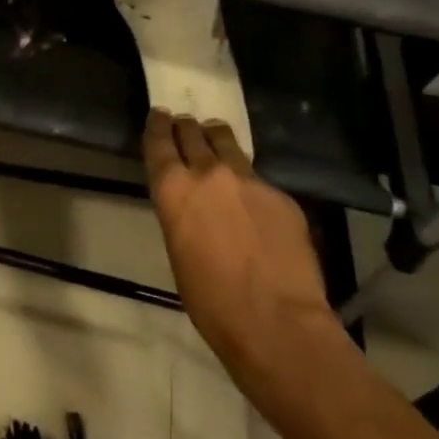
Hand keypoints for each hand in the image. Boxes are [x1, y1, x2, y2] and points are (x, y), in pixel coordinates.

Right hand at [143, 110, 335, 365]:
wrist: (277, 323)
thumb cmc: (212, 302)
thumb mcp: (177, 250)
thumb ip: (181, 213)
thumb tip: (189, 203)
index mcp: (174, 188)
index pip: (158, 141)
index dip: (157, 125)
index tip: (159, 115)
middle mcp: (208, 172)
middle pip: (193, 133)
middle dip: (186, 128)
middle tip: (185, 126)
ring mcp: (249, 180)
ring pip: (227, 143)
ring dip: (217, 139)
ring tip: (217, 142)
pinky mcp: (281, 195)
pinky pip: (258, 178)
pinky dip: (248, 182)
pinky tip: (253, 202)